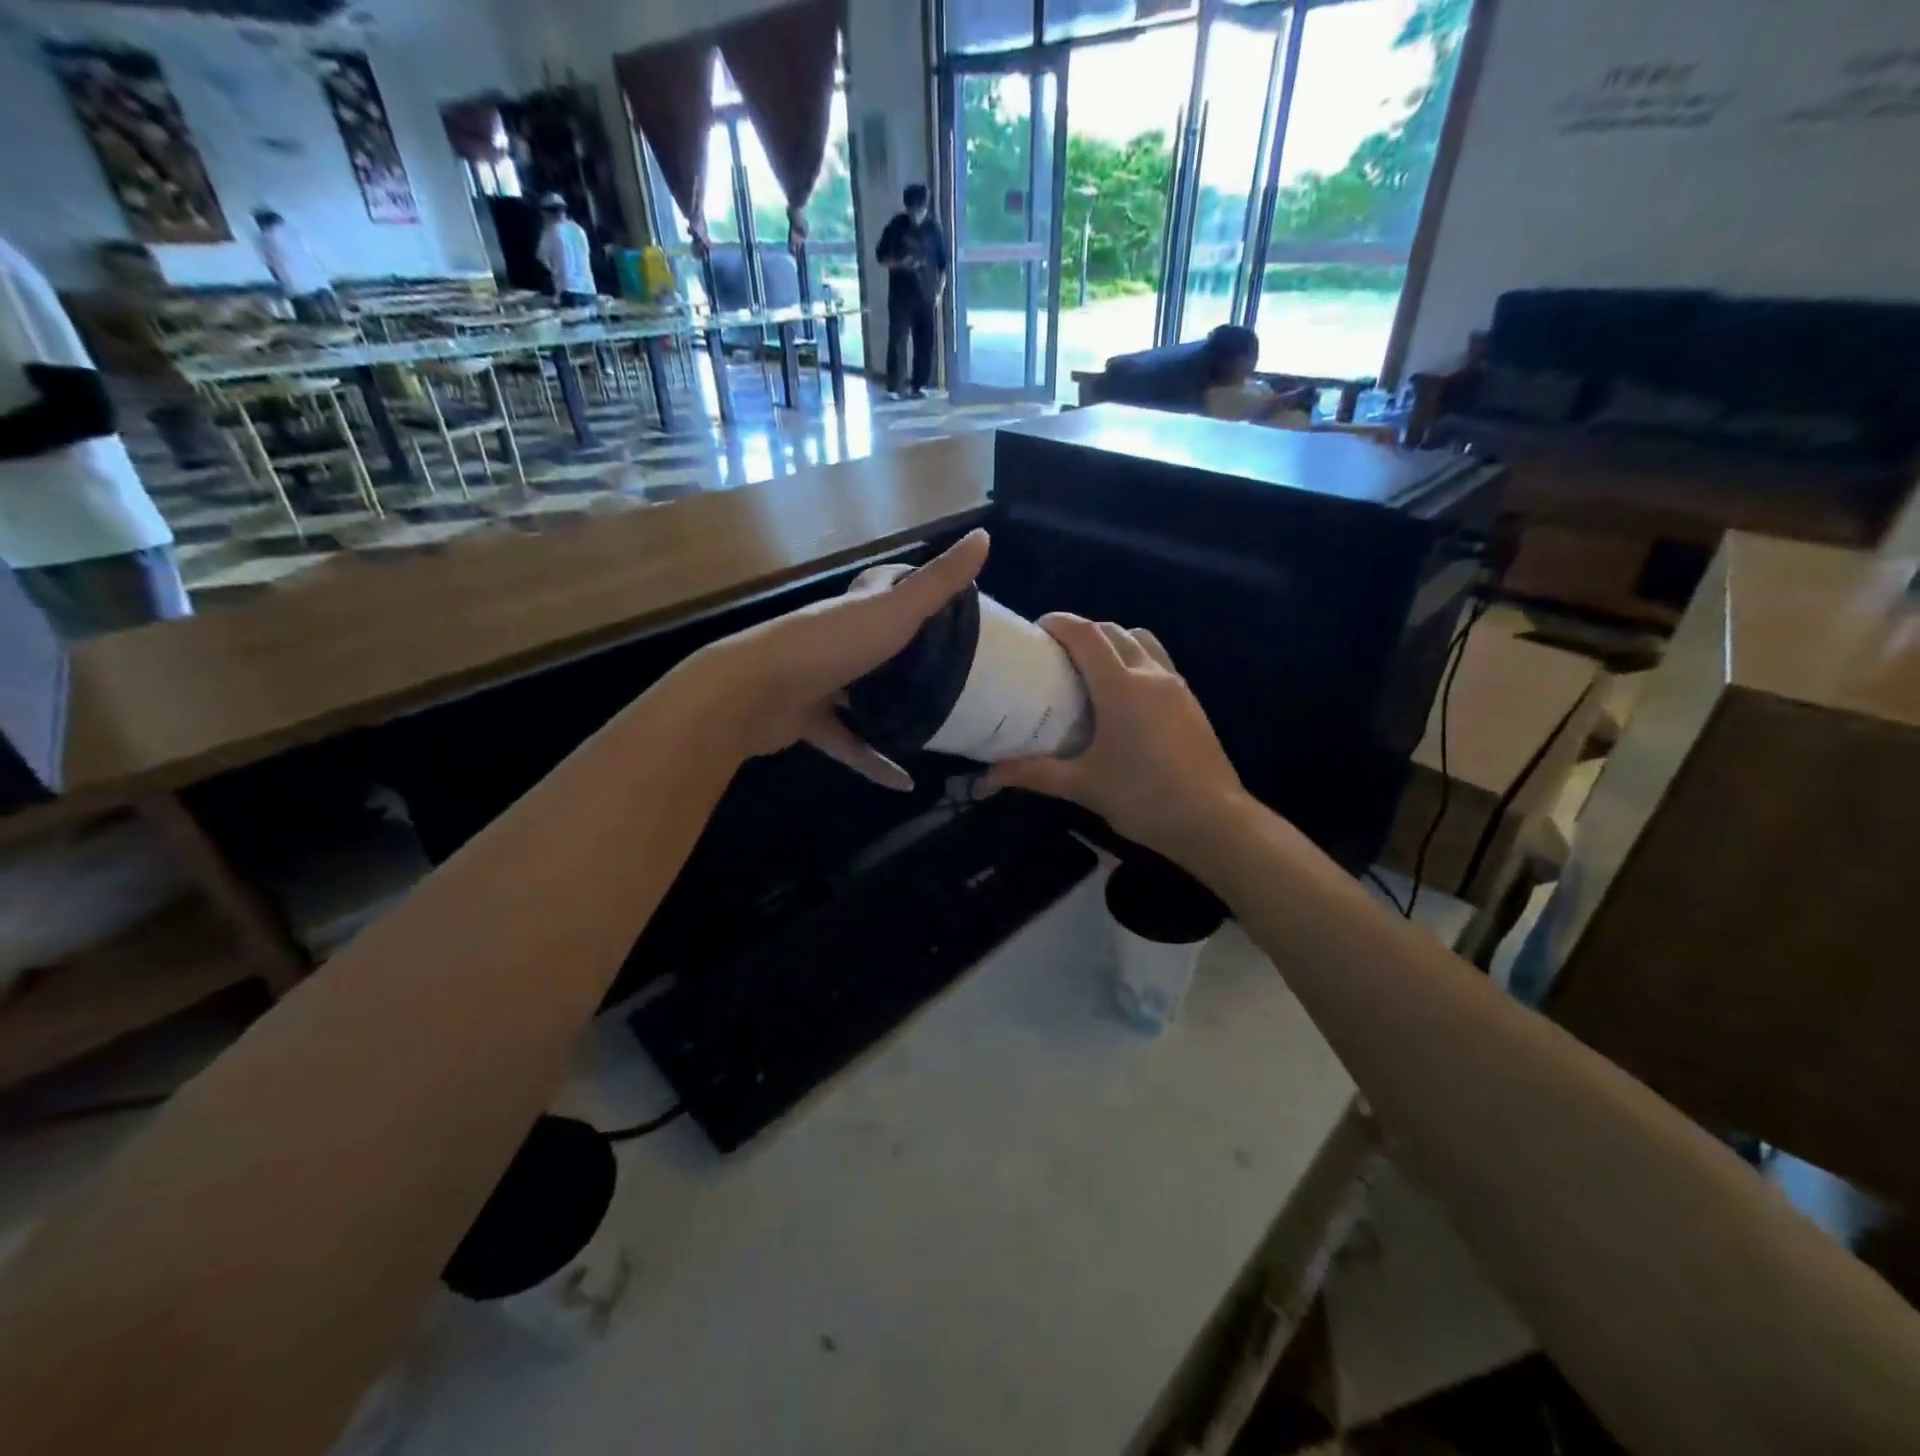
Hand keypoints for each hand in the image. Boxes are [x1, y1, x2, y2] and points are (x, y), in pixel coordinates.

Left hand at [678, 530, 988, 789]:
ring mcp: (819, 681)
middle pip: (878, 645)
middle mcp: (837, 640)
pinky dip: (873, 762)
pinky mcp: (807, 721)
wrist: (752, 693)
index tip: (953, 606)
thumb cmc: (829, 645)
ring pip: (862, 695)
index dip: (915, 589)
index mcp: (857, 609)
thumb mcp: (894, 611)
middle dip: (910, 656)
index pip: (886, 588)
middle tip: (955, 673)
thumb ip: (938, 582)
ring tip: (935, 724)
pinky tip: (904, 784)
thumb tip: (985, 534)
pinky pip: (848, 743)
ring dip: (891, 710)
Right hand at [984, 615, 1250, 866]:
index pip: (1086, 635)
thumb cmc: (1144, 798)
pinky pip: (1158, 662)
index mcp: (1121, 687)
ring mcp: (1176, 686)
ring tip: (1092, 670)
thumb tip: (985, 778)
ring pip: (1142, 641)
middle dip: (1083, 632)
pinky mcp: (1191, 702)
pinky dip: (1136, 661)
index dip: (1059, 623)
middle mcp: (1150, 674)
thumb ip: (1034, 773)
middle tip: (1057, 655)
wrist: (1214, 821)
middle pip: (1113, 631)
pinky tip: (1124, 698)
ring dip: (1114, 643)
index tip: (1036, 629)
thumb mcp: (1083, 786)